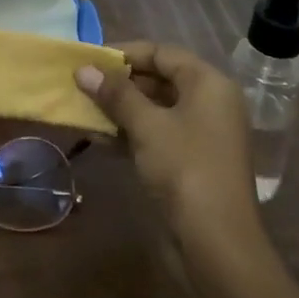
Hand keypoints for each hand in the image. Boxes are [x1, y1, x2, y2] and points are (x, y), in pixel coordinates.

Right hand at [77, 43, 260, 242]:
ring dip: (120, 109)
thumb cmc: (185, 169)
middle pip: (159, 79)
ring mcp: (201, 135)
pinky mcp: (190, 162)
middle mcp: (209, 103)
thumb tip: (84, 70)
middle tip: (82, 85)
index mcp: (208, 83)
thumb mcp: (147, 126)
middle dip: (120, 83)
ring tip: (83, 110)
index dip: (126, 53)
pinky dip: (129, 133)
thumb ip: (116, 94)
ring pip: (155, 110)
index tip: (90, 59)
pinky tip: (98, 138)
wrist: (216, 244)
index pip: (163, 53)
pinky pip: (156, 135)